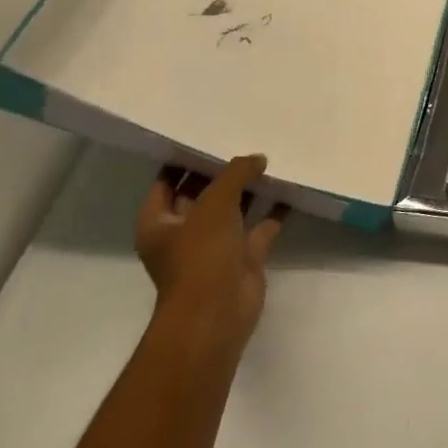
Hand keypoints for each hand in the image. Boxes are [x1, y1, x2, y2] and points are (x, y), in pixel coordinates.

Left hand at [135, 154, 283, 359]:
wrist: (218, 313)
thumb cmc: (201, 255)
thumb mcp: (215, 202)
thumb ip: (236, 173)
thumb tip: (257, 159)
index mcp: (159, 223)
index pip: (166, 182)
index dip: (184, 159)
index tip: (207, 134)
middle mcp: (183, 234)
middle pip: (201, 194)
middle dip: (221, 172)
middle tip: (245, 140)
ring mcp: (213, 247)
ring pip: (232, 210)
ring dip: (248, 190)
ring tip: (270, 159)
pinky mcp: (242, 259)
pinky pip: (259, 228)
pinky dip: (273, 212)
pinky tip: (289, 190)